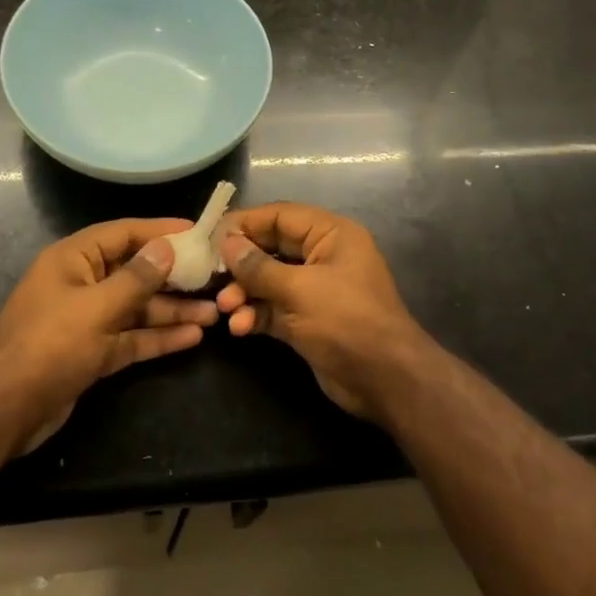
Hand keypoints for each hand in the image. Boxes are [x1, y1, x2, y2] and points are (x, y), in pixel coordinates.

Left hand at [0, 219, 216, 454]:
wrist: (3, 411)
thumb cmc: (49, 346)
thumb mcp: (96, 308)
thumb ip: (136, 278)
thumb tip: (165, 247)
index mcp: (73, 260)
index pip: (123, 234)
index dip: (160, 231)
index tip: (198, 232)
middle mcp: (81, 284)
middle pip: (134, 272)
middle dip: (173, 277)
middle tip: (215, 277)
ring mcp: (87, 320)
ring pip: (137, 308)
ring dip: (172, 310)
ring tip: (215, 312)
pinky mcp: (92, 352)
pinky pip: (131, 337)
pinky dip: (158, 337)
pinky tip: (193, 337)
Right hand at [215, 203, 428, 419]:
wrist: (385, 380)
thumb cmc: (347, 321)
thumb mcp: (300, 290)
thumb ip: (259, 267)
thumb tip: (226, 244)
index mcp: (331, 235)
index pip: (281, 216)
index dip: (245, 223)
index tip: (211, 236)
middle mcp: (323, 256)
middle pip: (271, 247)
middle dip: (241, 263)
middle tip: (211, 274)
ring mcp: (315, 290)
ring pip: (268, 280)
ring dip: (244, 293)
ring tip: (226, 308)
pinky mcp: (307, 320)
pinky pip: (273, 308)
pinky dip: (255, 314)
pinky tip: (240, 328)